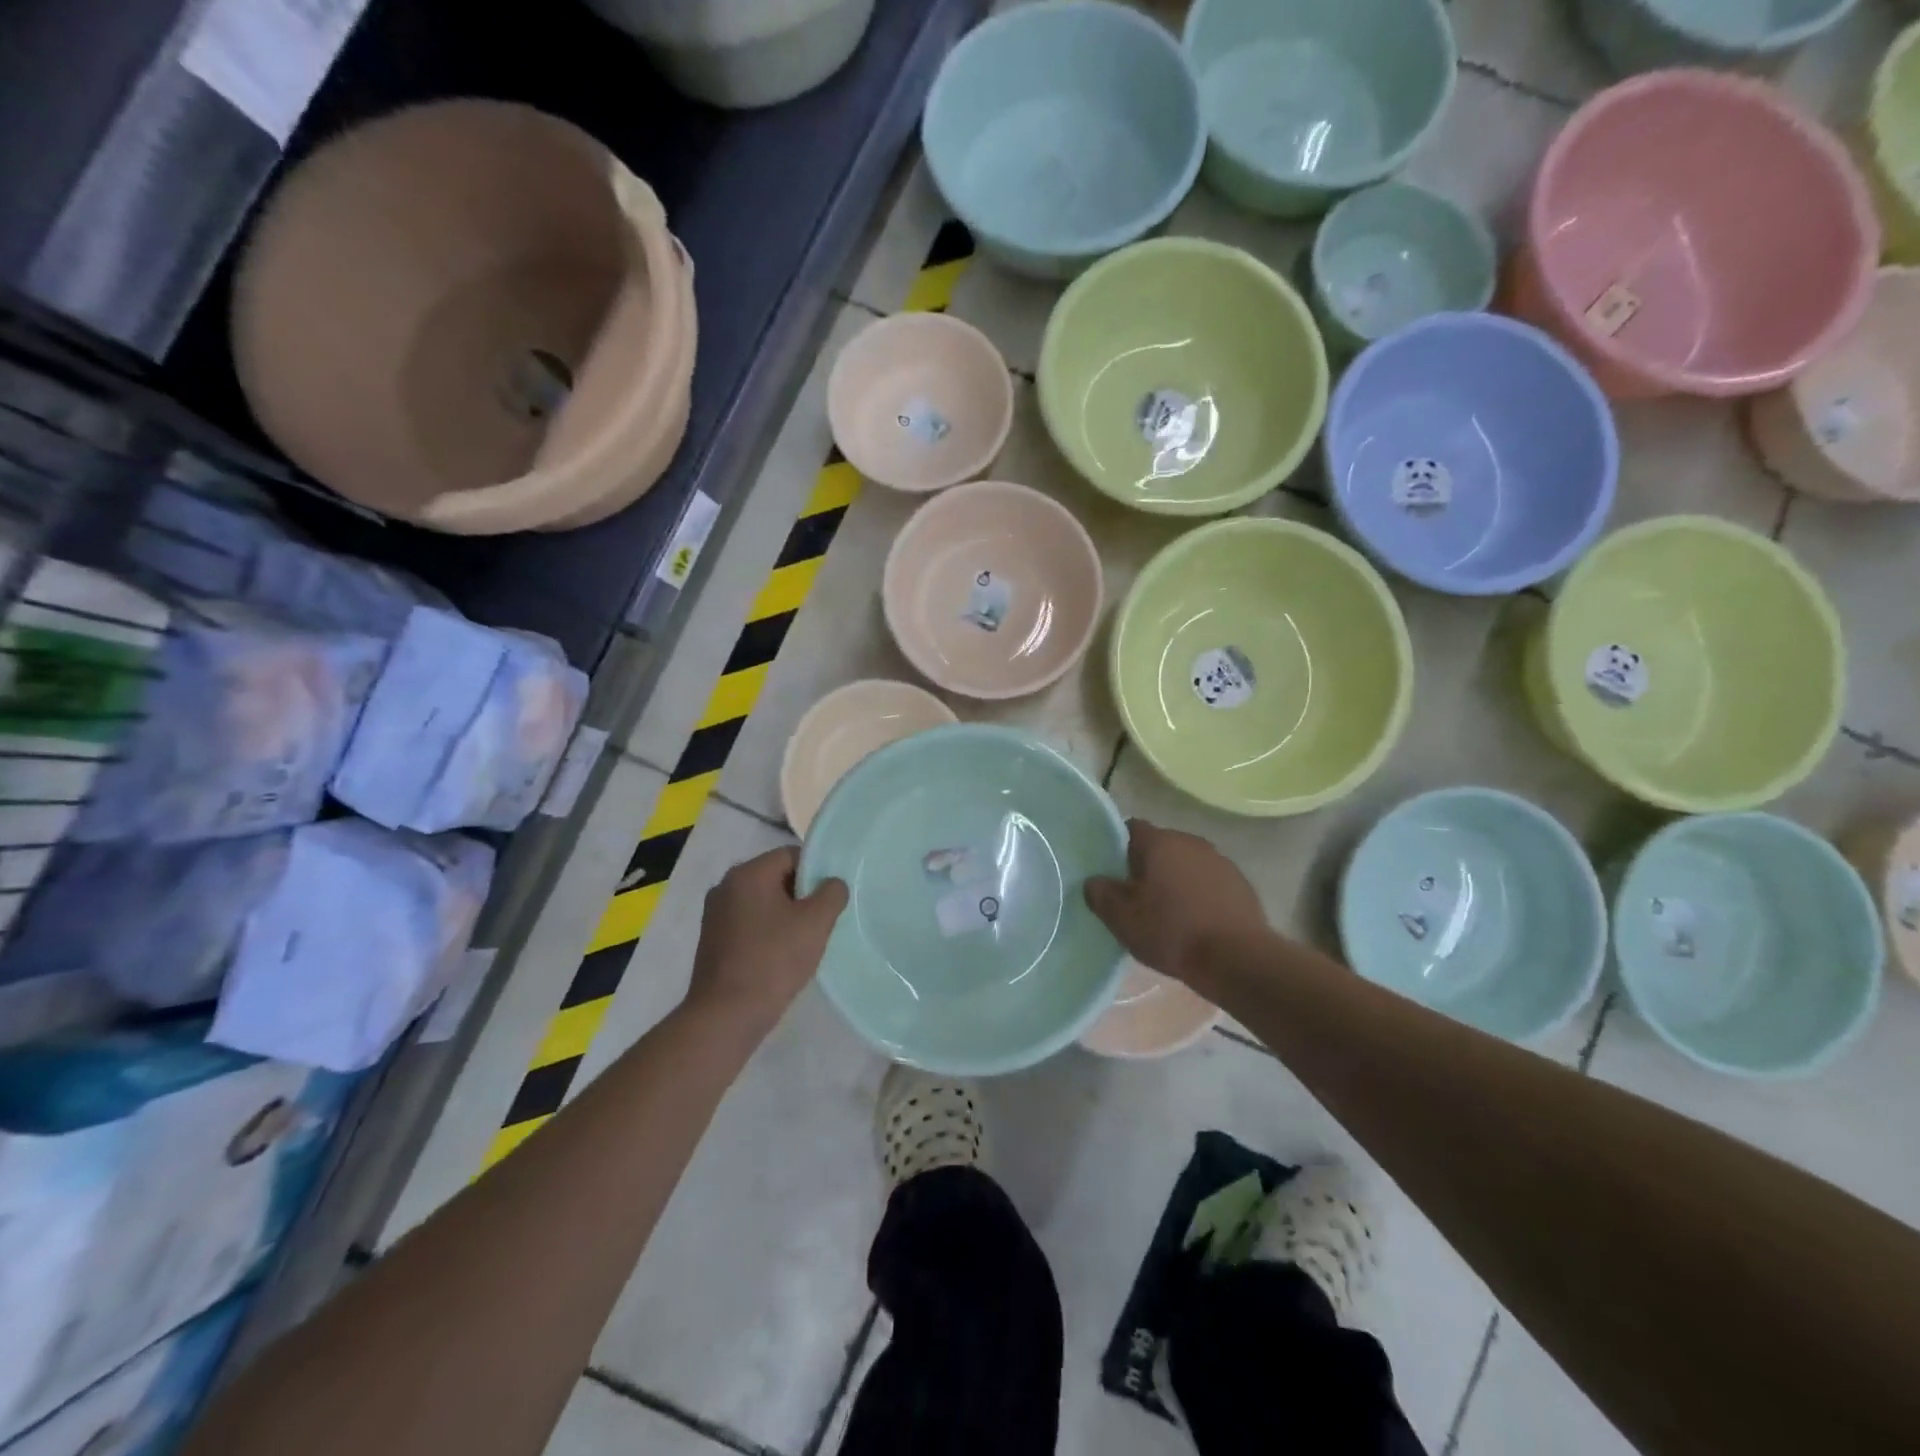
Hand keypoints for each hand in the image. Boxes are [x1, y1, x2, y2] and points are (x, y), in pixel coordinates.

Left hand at [686, 847, 847, 1035]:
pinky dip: (768, 931)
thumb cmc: (773, 960)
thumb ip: (832, 893)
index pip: (791, 855)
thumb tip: (832, 884)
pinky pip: (749, 922)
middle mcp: (726, 886)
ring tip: (804, 940)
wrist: (726, 1015)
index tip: (830, 899)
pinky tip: (781, 955)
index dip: (816, 872)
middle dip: (801, 895)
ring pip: (763, 901)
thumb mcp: (815, 923)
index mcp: (747, 873)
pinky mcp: (712, 939)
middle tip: (822, 920)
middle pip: (776, 876)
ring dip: (785, 915)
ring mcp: (715, 913)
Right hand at [1085, 819, 1266, 988]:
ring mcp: (1220, 861)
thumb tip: (1094, 881)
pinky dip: (1199, 894)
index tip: (1112, 872)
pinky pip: (1209, 881)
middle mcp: (1191, 842)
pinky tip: (1196, 921)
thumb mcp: (1122, 919)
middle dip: (1146, 866)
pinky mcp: (1240, 884)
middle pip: (1160, 846)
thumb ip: (1101, 894)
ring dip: (1175, 880)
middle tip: (1135, 897)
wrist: (1237, 959)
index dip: (1118, 847)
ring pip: (1186, 863)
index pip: (1131, 828)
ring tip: (1167, 912)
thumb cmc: (1172, 932)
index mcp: (1160, 842)